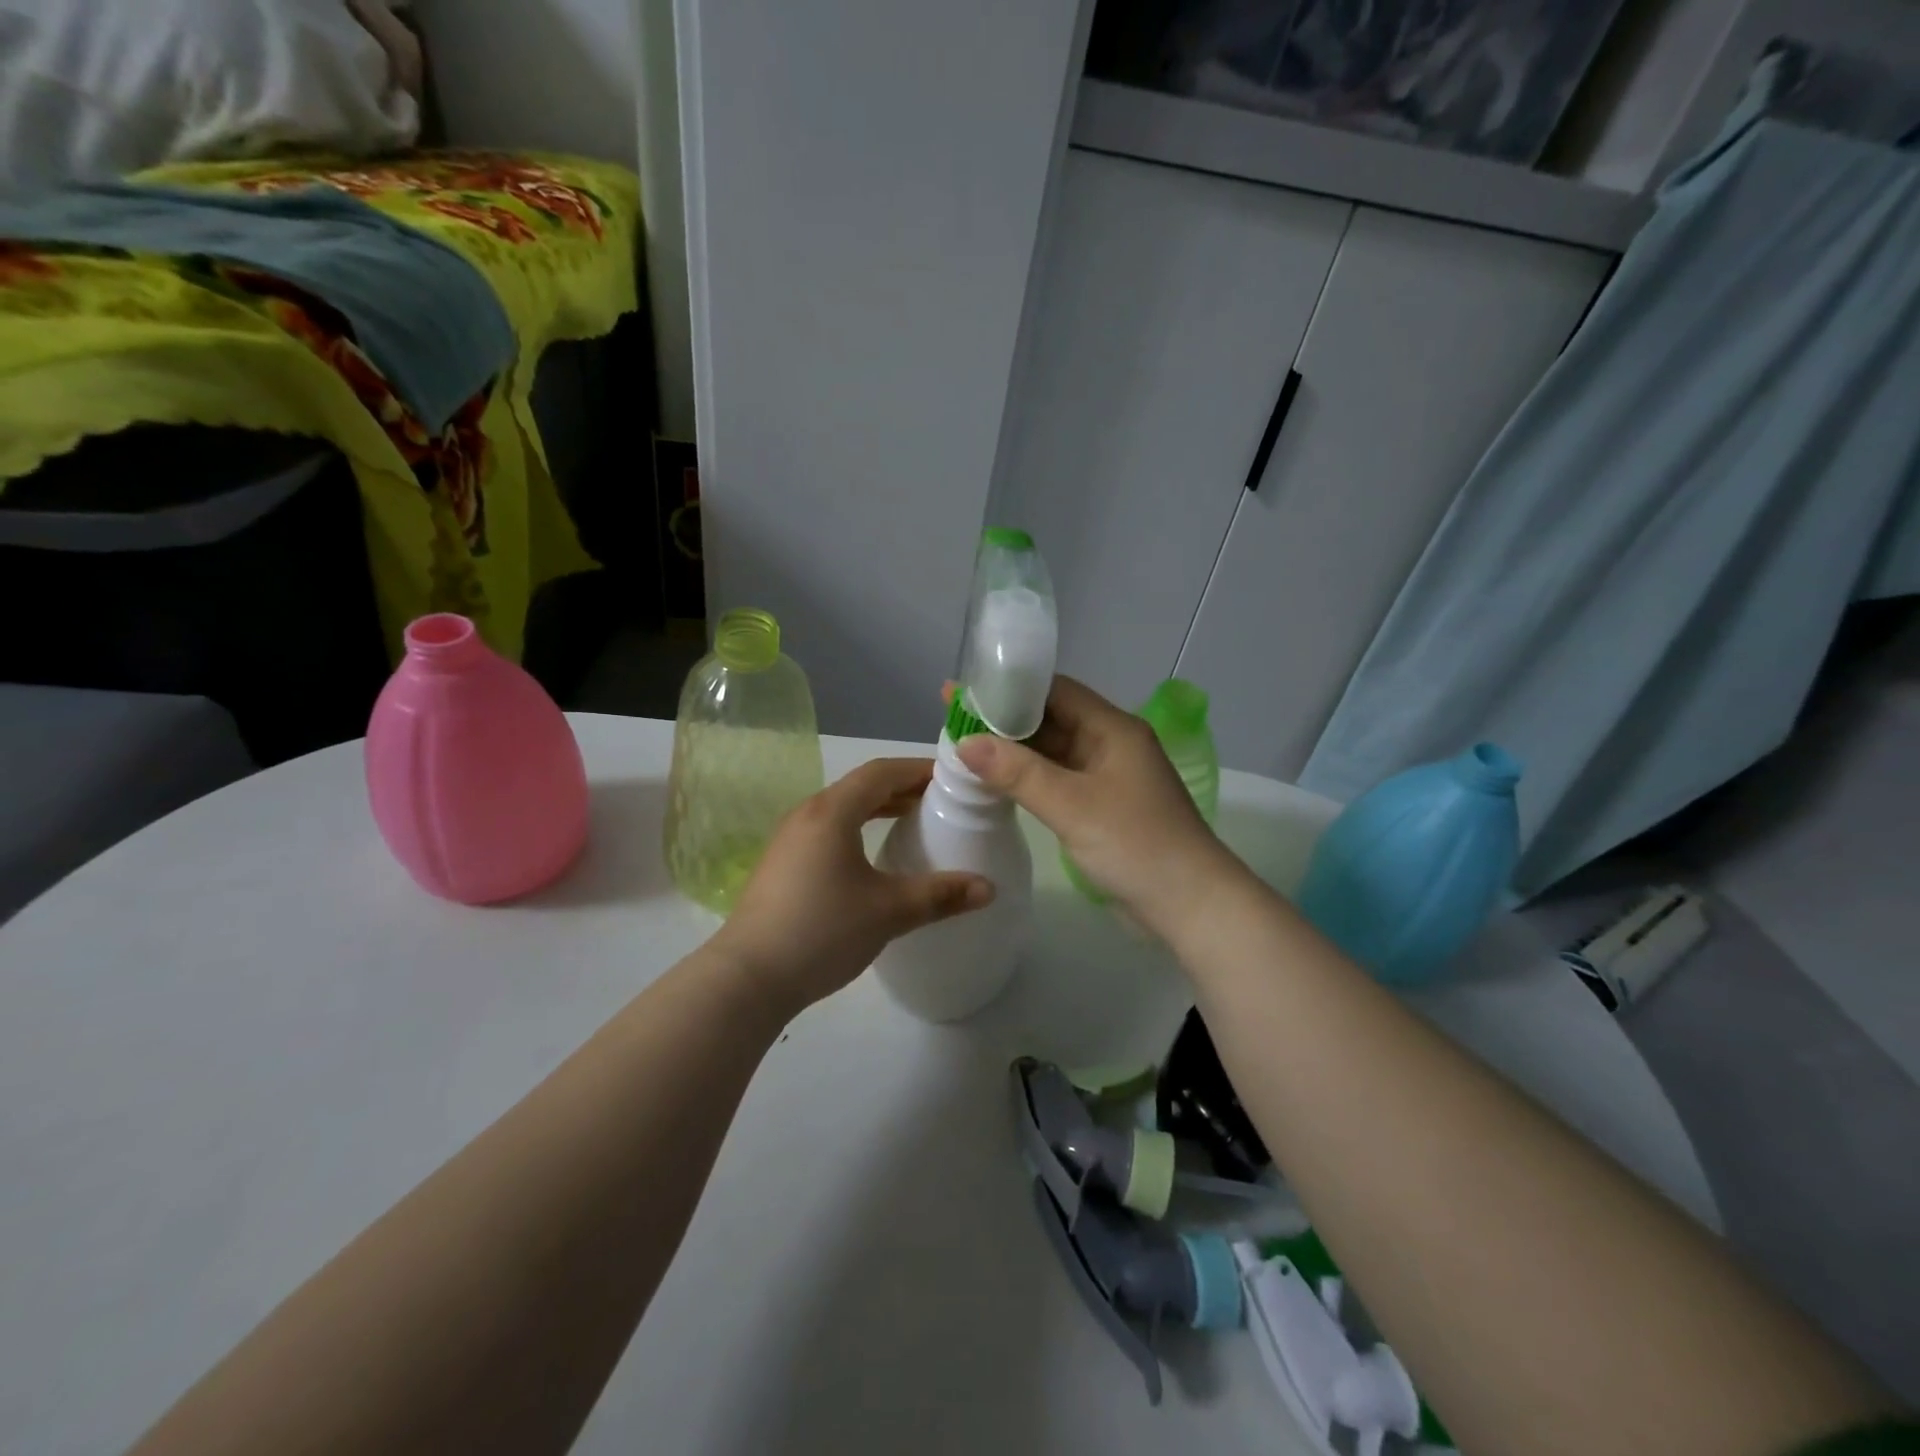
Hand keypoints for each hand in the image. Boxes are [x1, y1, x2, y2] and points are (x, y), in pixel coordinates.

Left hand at [710, 758, 993, 1017]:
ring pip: (843, 808)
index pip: (882, 771)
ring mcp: (790, 839)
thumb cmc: (821, 932)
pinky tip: (874, 857)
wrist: (747, 978)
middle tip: (942, 800)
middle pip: (862, 786)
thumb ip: (941, 895)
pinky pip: (829, 829)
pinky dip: (859, 828)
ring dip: (880, 808)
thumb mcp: (889, 912)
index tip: (953, 778)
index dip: (919, 769)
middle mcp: (808, 814)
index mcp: (832, 812)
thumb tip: (989, 888)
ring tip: (914, 822)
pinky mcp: (783, 864)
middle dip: (903, 788)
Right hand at [954, 676, 1243, 937]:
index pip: (1055, 691)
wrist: (1190, 905)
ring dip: (1014, 752)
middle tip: (953, 719)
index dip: (1009, 689)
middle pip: (1051, 719)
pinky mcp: (1102, 807)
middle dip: (1005, 720)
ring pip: (1053, 752)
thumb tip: (965, 742)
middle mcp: (1110, 744)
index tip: (965, 691)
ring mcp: (1107, 777)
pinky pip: (1058, 780)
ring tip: (963, 747)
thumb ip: (1017, 772)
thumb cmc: (1136, 844)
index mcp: (1112, 729)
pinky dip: (1028, 778)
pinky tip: (995, 781)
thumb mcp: (1072, 805)